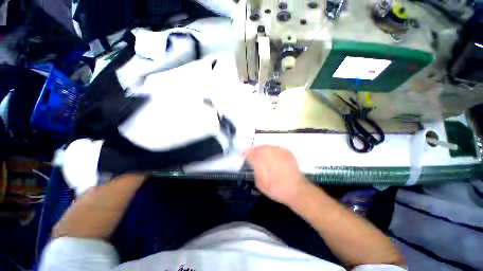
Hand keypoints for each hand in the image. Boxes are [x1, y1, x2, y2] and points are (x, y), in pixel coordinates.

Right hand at [246, 145, 309, 205]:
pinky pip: (276, 148)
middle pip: (258, 147)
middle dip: (254, 150)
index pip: (250, 153)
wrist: (296, 190)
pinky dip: (271, 150)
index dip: (245, 153)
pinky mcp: (287, 152)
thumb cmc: (276, 189)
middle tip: (252, 154)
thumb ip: (255, 170)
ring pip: (267, 146)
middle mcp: (270, 153)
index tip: (243, 155)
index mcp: (262, 162)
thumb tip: (254, 163)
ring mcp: (279, 151)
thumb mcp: (260, 183)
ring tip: (261, 154)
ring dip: (262, 149)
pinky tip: (272, 155)